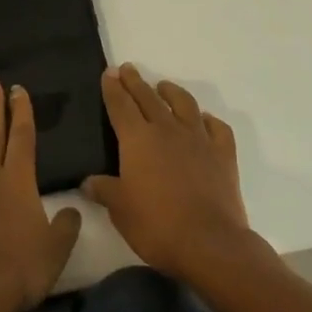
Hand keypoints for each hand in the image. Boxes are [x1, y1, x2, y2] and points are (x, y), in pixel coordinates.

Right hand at [82, 64, 254, 280]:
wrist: (209, 242)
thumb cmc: (156, 225)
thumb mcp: (120, 210)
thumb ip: (104, 190)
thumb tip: (88, 181)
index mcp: (138, 139)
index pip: (121, 105)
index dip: (113, 88)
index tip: (109, 72)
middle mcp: (167, 130)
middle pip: (149, 98)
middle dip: (136, 82)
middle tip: (128, 69)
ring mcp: (199, 139)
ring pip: (184, 104)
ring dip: (171, 92)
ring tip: (163, 86)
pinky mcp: (223, 154)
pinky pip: (216, 128)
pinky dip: (208, 120)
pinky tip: (203, 120)